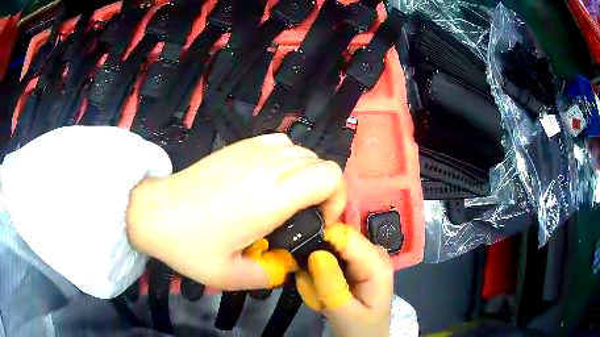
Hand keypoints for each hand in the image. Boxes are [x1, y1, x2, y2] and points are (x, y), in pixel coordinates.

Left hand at [126, 134, 345, 289]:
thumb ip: (268, 275)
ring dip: (307, 175)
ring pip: (302, 152)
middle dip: (325, 191)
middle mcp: (268, 166)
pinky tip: (270, 179)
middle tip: (306, 216)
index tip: (320, 221)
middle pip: (321, 163)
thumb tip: (286, 266)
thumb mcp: (231, 275)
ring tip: (289, 199)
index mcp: (273, 196)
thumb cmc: (190, 244)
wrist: (155, 211)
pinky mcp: (239, 146)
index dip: (337, 198)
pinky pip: (280, 143)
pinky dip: (288, 159)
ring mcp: (252, 151)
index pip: (329, 176)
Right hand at [296, 224, 393, 336]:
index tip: (299, 255)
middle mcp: (373, 252)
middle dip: (316, 256)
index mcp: (376, 263)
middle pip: (337, 237)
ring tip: (315, 288)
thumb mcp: (344, 313)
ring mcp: (365, 256)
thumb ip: (331, 285)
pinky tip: (321, 286)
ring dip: (316, 266)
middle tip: (308, 281)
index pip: (345, 234)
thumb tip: (316, 253)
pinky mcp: (356, 263)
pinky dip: (320, 271)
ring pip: (331, 246)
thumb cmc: (359, 328)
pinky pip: (332, 256)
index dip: (320, 238)